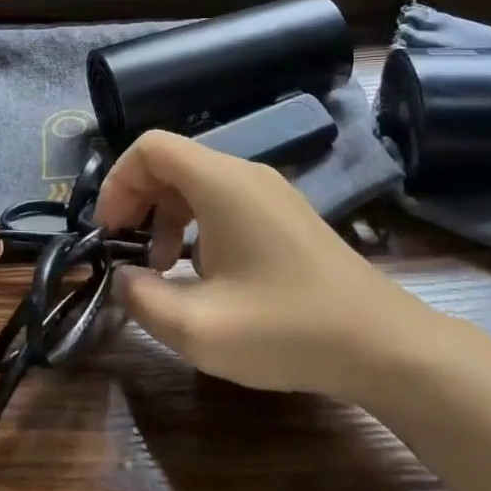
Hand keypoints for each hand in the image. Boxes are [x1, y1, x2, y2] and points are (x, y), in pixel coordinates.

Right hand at [92, 131, 427, 398]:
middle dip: (137, 201)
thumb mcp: (199, 328)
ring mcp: (270, 192)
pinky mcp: (284, 214)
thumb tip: (121, 278)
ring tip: (162, 268)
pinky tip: (203, 275)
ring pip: (196, 182)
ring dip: (166, 216)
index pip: (151, 147)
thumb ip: (142, 299)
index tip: (107, 231)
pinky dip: (196, 225)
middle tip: (126, 252)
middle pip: (172, 162)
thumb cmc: (287, 329)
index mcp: (222, 182)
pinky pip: (223, 201)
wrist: (383, 344)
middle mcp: (245, 174)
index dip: (117, 181)